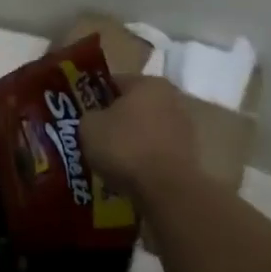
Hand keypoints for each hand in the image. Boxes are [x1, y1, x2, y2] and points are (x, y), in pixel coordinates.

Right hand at [80, 76, 199, 201]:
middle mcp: (171, 98)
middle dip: (114, 119)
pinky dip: (143, 158)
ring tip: (109, 159)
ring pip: (146, 129)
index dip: (94, 97)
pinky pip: (156, 151)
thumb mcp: (88, 126)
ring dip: (130, 140)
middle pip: (133, 105)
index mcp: (148, 82)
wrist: (166, 189)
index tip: (81, 114)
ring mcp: (184, 127)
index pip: (114, 82)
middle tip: (94, 136)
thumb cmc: (124, 147)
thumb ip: (89, 115)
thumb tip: (94, 119)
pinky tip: (127, 172)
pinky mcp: (190, 154)